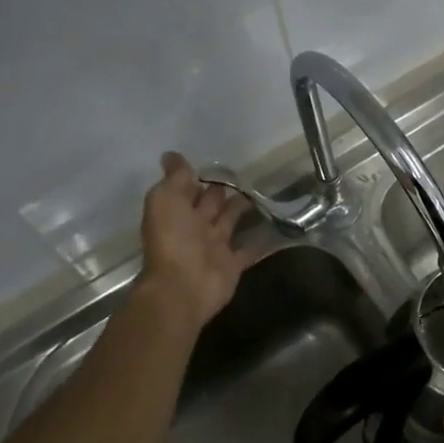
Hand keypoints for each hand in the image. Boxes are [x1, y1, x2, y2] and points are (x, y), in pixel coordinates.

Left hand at [133, 152, 255, 331]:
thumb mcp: (166, 200)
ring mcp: (214, 247)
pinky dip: (261, 241)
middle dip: (223, 191)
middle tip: (246, 173)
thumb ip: (174, 178)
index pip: (189, 189)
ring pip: (230, 223)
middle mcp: (194, 228)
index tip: (218, 160)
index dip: (200, 176)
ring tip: (262, 192)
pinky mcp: (232, 265)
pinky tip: (277, 226)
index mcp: (176, 212)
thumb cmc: (173, 239)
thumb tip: (171, 155)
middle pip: (211, 204)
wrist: (183, 287)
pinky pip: (249, 249)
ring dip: (242, 210)